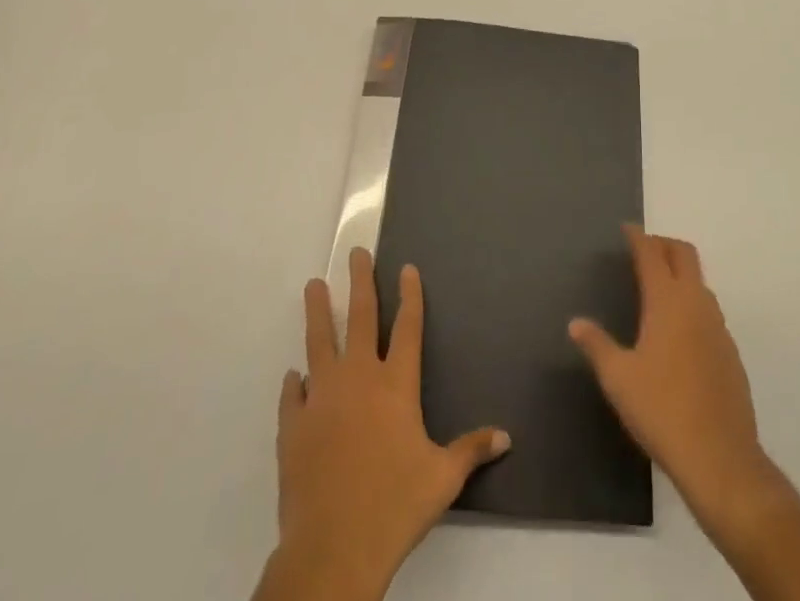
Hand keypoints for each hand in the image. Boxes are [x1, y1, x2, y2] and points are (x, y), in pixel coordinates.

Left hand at [258, 248, 509, 600]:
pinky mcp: (294, 425)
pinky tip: (295, 376)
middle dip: (359, 281)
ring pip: (319, 341)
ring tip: (313, 285)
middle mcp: (359, 379)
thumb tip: (506, 437)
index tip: (407, 268)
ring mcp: (322, 398)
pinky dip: (295, 383)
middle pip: (360, 317)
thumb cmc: (395, 505)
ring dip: (317, 311)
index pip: (407, 327)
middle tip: (355, 253)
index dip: (410, 295)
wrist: (334, 546)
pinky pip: (293, 394)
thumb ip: (471, 450)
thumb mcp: (442, 479)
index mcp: (396, 385)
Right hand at [569, 226, 778, 534]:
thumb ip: (597, 345)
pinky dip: (692, 303)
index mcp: (667, 300)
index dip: (638, 237)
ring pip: (700, 281)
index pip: (651, 253)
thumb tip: (575, 323)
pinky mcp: (730, 352)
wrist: (720, 458)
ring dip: (680, 273)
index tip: (626, 229)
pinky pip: (709, 311)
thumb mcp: (618, 378)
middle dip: (663, 244)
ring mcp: (718, 326)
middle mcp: (695, 303)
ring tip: (659, 288)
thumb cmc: (661, 410)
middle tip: (643, 250)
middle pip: (684, 254)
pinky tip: (679, 333)